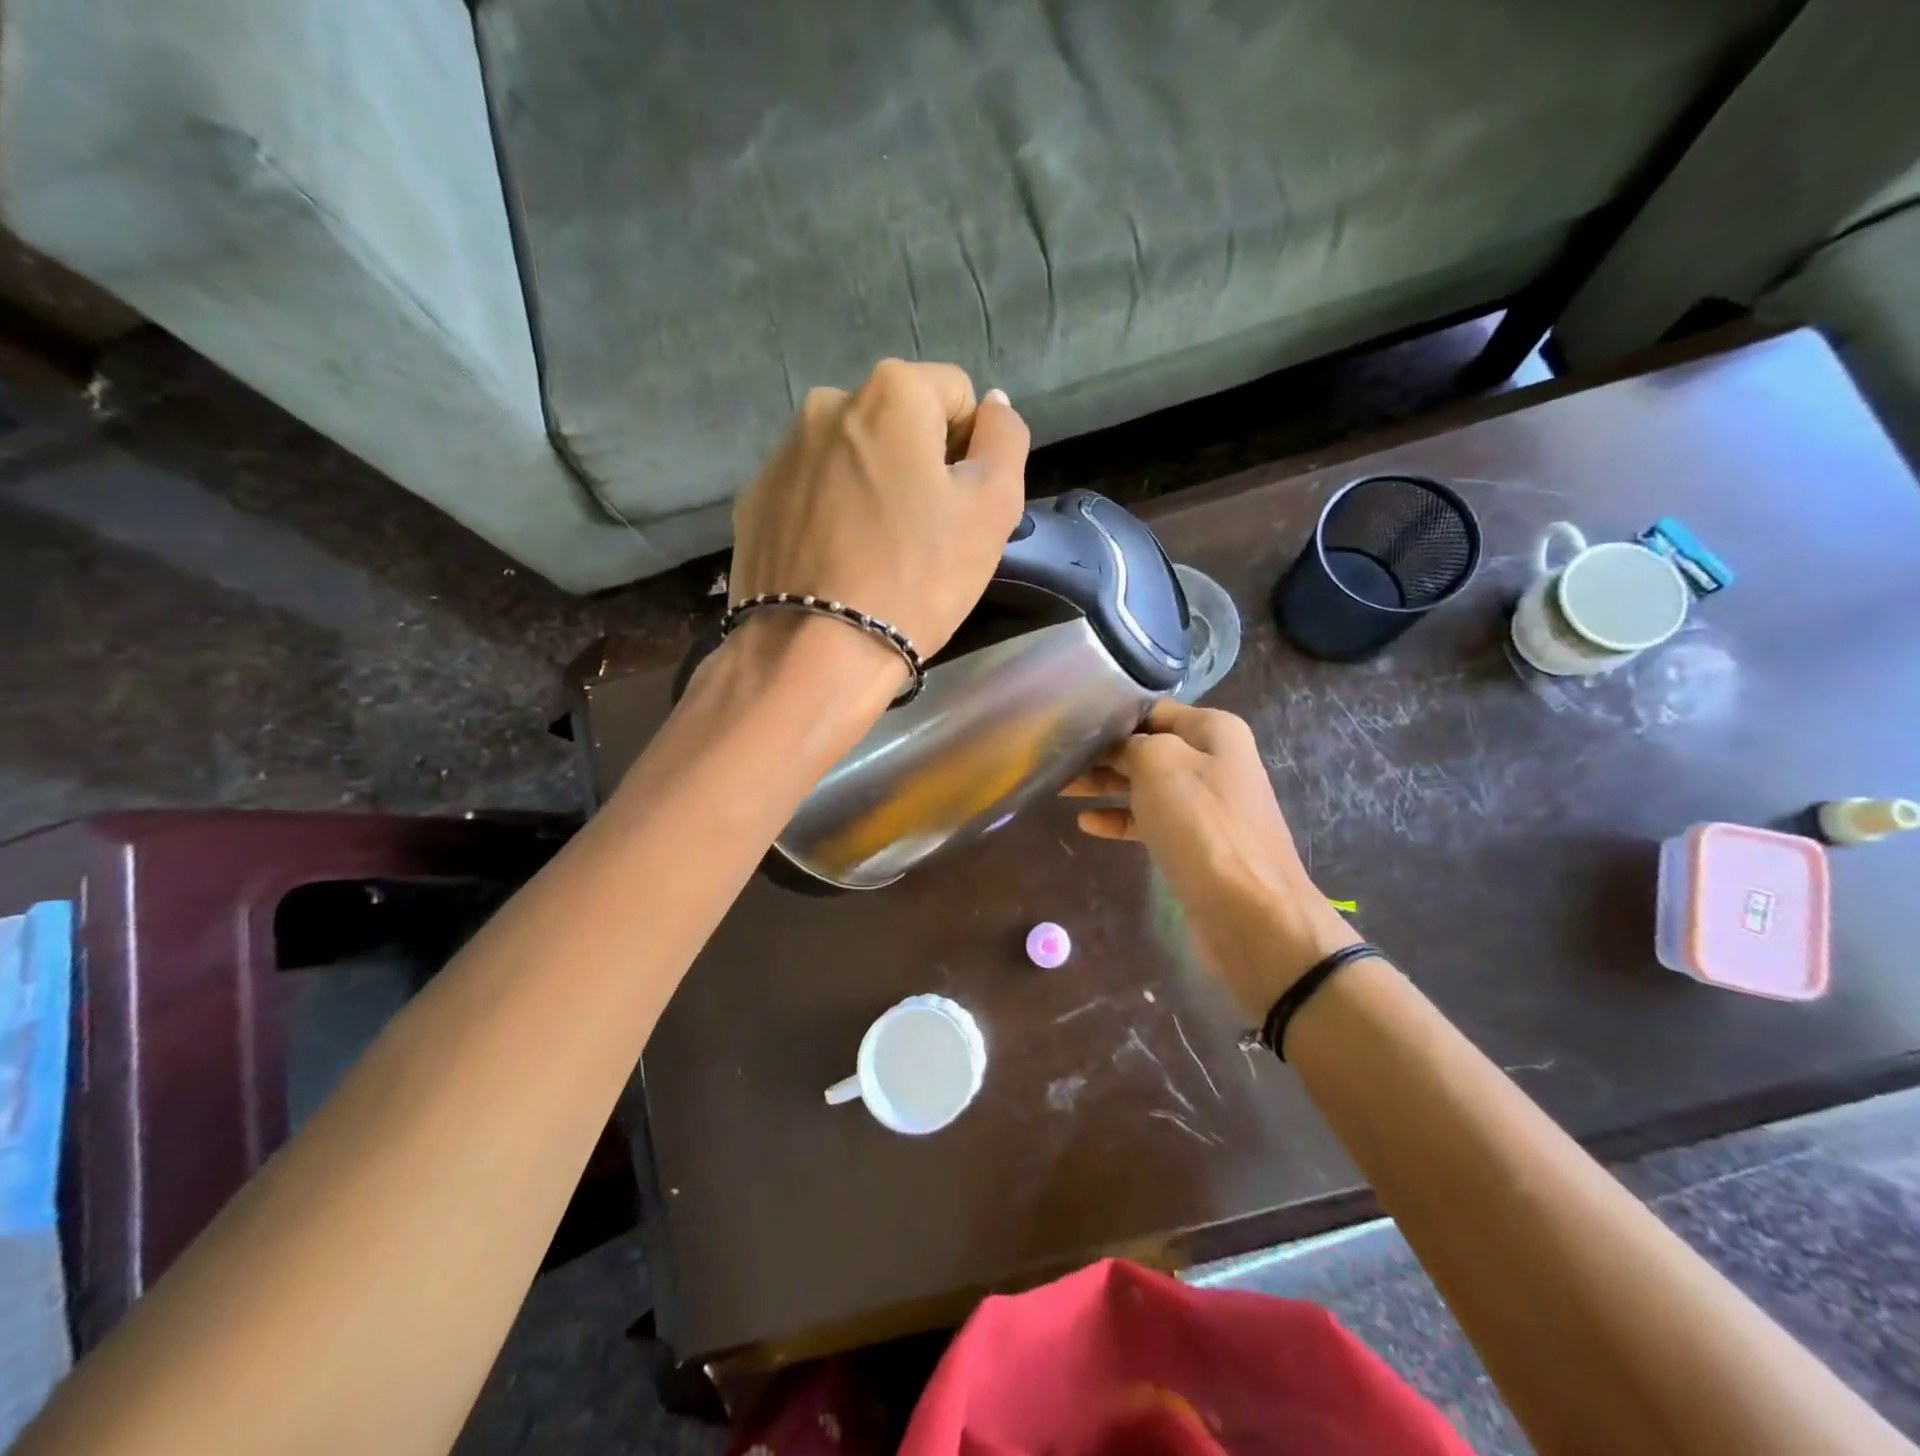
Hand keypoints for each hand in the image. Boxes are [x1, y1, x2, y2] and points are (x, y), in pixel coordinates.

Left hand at [728, 360, 1029, 681]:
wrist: (815, 654)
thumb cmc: (917, 578)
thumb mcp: (992, 508)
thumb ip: (1005, 439)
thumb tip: (993, 405)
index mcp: (890, 392)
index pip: (955, 394)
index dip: (971, 449)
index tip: (960, 506)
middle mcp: (827, 404)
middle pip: (898, 423)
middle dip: (917, 465)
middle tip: (923, 535)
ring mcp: (781, 454)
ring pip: (851, 458)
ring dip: (872, 487)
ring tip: (876, 554)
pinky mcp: (754, 501)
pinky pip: (811, 493)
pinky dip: (829, 515)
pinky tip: (836, 563)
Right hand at [1065, 700, 1358, 1021]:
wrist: (1250, 911)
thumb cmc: (1203, 825)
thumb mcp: (1160, 764)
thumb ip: (1131, 744)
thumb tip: (1116, 747)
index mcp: (1213, 731)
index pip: (1152, 710)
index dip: (1111, 715)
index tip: (1069, 722)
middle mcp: (1212, 761)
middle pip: (1145, 747)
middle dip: (1102, 753)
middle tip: (1055, 759)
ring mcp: (1204, 805)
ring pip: (1144, 785)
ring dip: (1104, 785)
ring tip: (1061, 787)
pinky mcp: (1193, 843)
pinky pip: (1149, 821)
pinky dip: (1119, 819)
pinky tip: (1087, 824)